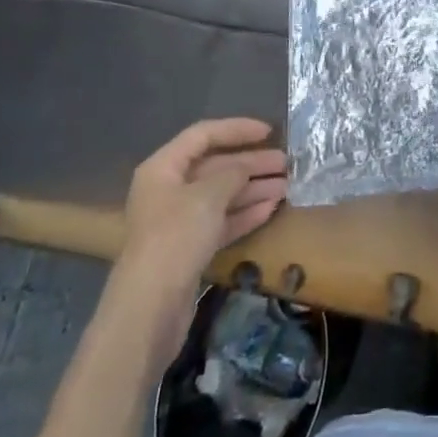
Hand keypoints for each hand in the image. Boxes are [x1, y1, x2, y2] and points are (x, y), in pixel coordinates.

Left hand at [114, 118, 287, 356]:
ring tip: (287, 185)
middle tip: (286, 163)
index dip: (236, 129)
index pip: (203, 135)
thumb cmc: (176, 236)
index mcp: (163, 168)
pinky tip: (271, 208)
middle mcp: (169, 190)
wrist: (151, 307)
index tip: (268, 132)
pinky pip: (221, 221)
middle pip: (215, 166)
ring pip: (221, 195)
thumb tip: (248, 166)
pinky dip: (245, 213)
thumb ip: (233, 173)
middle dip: (251, 163)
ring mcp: (179, 221)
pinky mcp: (190, 249)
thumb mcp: (209, 195)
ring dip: (253, 188)